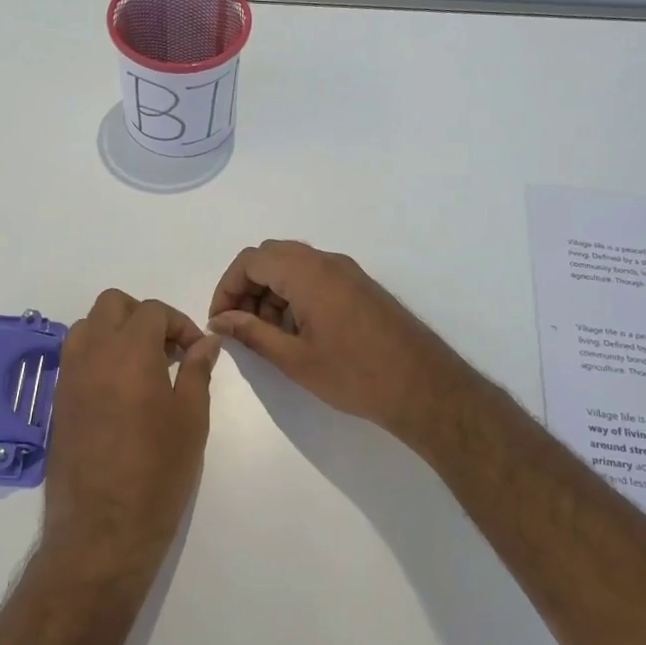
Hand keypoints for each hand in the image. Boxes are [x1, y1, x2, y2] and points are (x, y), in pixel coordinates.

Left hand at [40, 290, 221, 583]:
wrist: (102, 529)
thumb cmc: (158, 472)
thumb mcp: (191, 419)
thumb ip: (196, 371)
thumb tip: (206, 342)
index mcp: (128, 351)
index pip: (152, 311)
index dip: (180, 324)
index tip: (196, 352)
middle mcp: (92, 353)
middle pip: (112, 305)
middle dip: (143, 316)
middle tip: (167, 350)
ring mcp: (68, 377)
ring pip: (87, 327)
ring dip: (115, 332)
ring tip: (142, 368)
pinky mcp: (58, 402)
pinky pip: (75, 358)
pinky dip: (98, 357)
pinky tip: (120, 392)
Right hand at [208, 240, 470, 439]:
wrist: (424, 386)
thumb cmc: (355, 375)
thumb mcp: (295, 359)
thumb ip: (252, 333)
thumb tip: (221, 320)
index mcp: (308, 273)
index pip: (251, 260)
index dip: (227, 287)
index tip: (221, 320)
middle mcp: (328, 262)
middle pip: (272, 257)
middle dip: (248, 287)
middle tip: (241, 326)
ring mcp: (348, 272)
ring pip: (294, 267)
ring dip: (271, 292)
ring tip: (268, 335)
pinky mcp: (360, 287)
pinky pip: (316, 277)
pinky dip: (295, 295)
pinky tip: (297, 332)